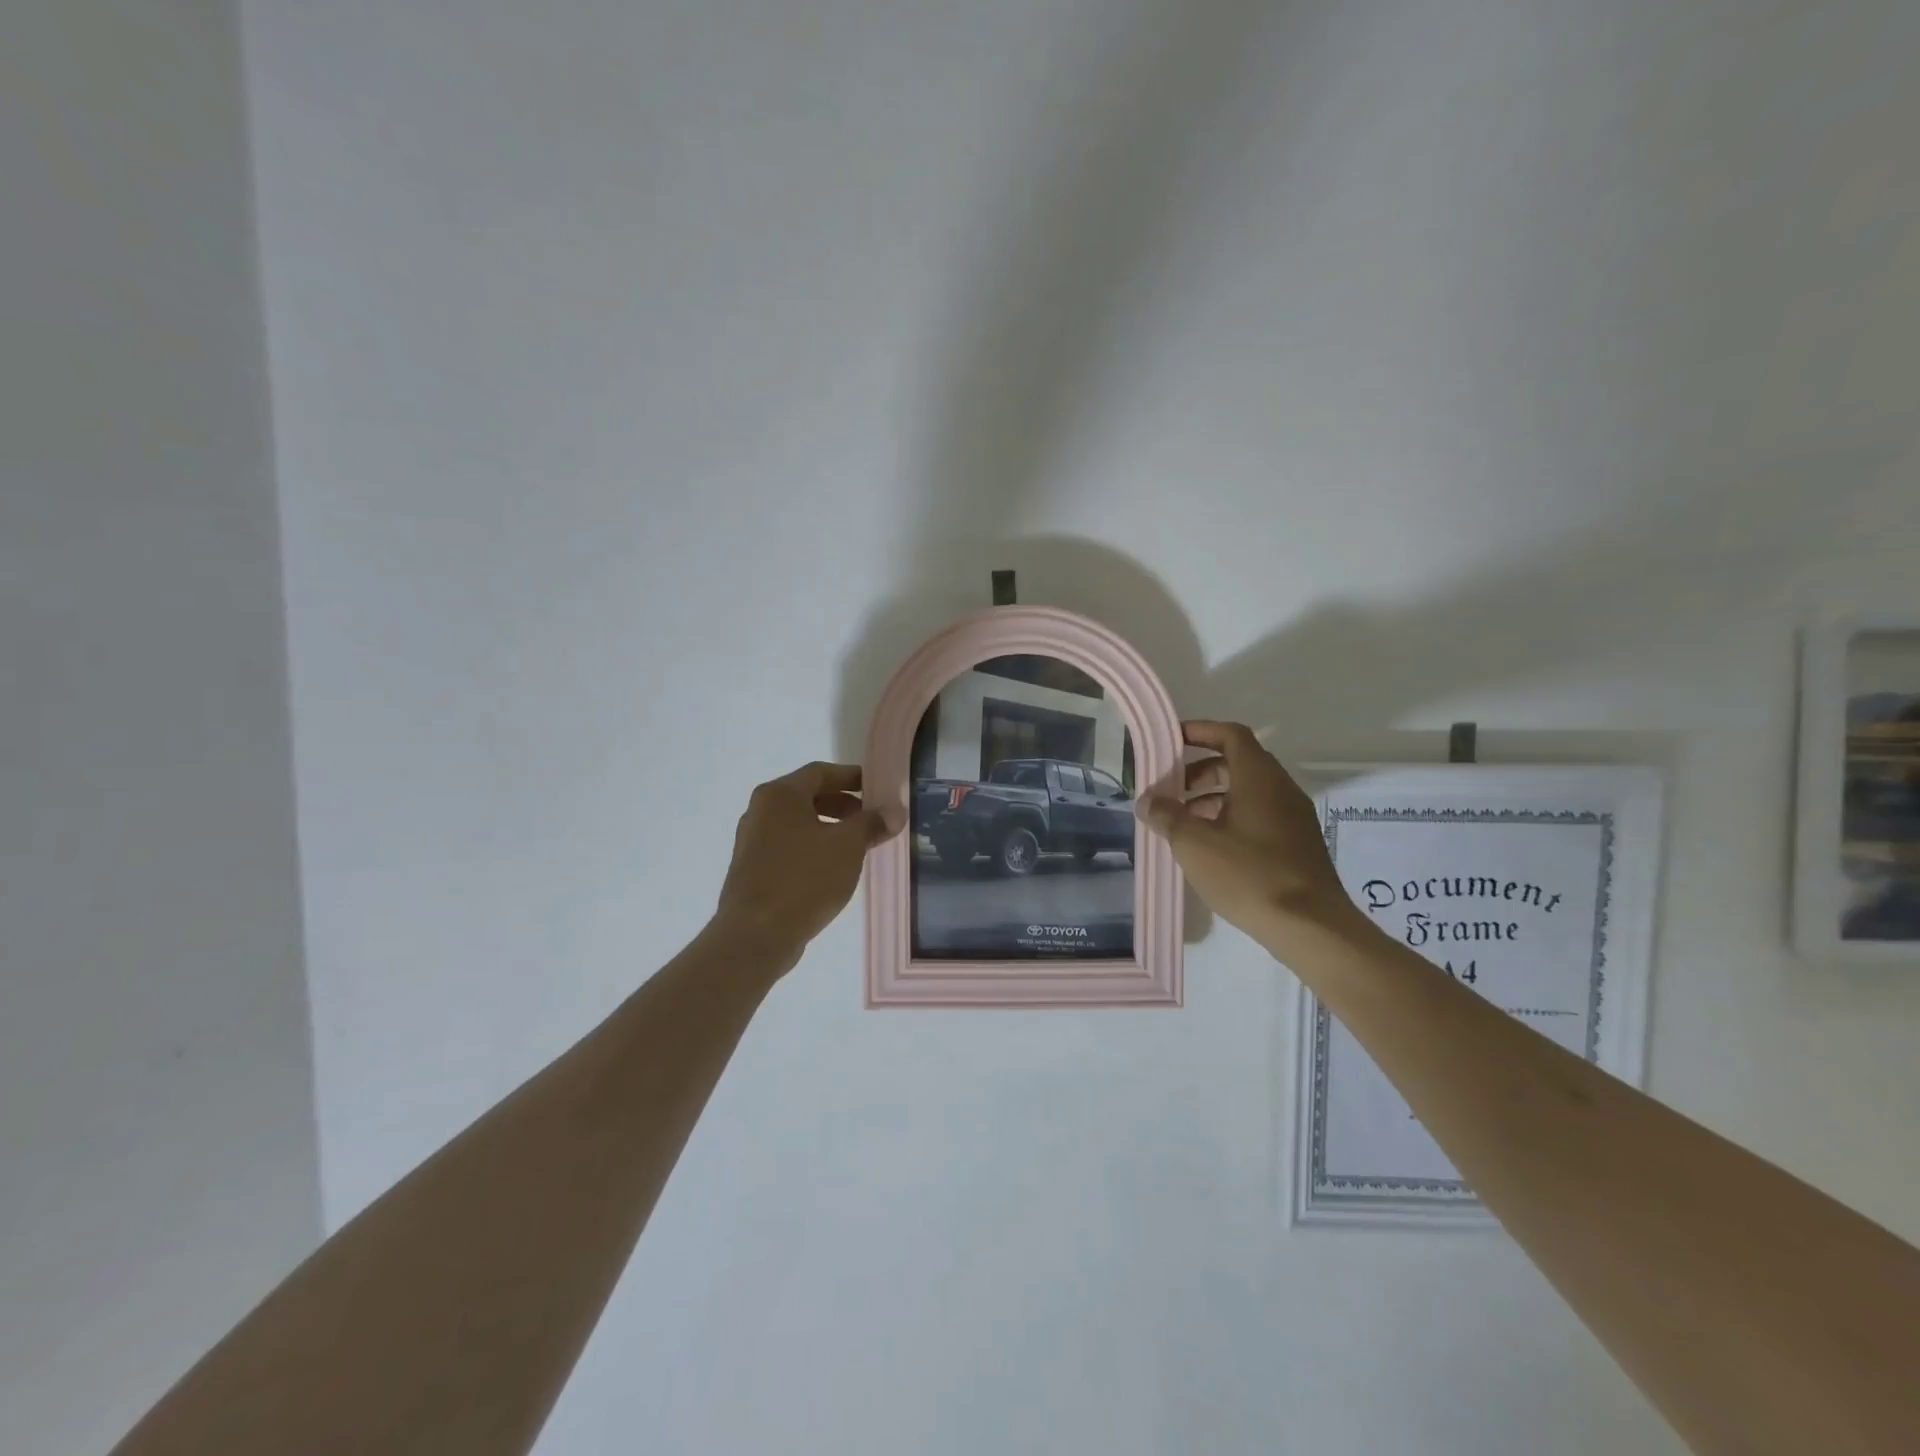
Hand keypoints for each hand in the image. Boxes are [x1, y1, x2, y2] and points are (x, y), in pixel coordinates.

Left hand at [713, 761, 898, 968]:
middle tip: (872, 818)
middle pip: (808, 796)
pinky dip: (814, 847)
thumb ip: (872, 823)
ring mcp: (753, 841)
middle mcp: (761, 811)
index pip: (820, 772)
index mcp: (780, 795)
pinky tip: (834, 869)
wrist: (755, 935)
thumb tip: (894, 811)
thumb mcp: (847, 846)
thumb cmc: (804, 879)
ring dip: (831, 828)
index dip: (852, 777)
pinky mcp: (753, 869)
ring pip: (799, 823)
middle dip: (844, 805)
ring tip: (859, 845)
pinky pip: (790, 846)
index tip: (878, 788)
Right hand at [1140, 721, 1360, 951]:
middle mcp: (1281, 789)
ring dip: (1213, 798)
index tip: (1171, 740)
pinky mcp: (1297, 844)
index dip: (1200, 732)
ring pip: (1248, 792)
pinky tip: (1210, 848)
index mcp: (1259, 777)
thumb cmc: (1249, 874)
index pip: (1230, 735)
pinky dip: (1231, 818)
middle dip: (1200, 771)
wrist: (1310, 926)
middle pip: (1238, 763)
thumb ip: (1168, 816)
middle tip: (1170, 790)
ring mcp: (1293, 817)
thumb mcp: (1195, 844)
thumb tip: (1148, 801)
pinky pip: (1259, 815)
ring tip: (1183, 823)